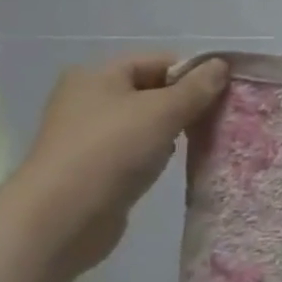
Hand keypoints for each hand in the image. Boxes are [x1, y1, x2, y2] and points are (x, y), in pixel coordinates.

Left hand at [11, 54, 228, 275]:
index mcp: (98, 75)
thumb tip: (221, 65)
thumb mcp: (163, 112)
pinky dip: (154, 154)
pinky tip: (166, 166)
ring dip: (171, 130)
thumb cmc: (111, 152)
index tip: (222, 94)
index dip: (192, 73)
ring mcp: (87, 135)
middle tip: (213, 120)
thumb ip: (196, 87)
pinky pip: (134, 149)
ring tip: (193, 143)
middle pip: (152, 90)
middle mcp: (88, 99)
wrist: (59, 221)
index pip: (159, 61)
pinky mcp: (92, 167)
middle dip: (184, 103)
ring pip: (145, 122)